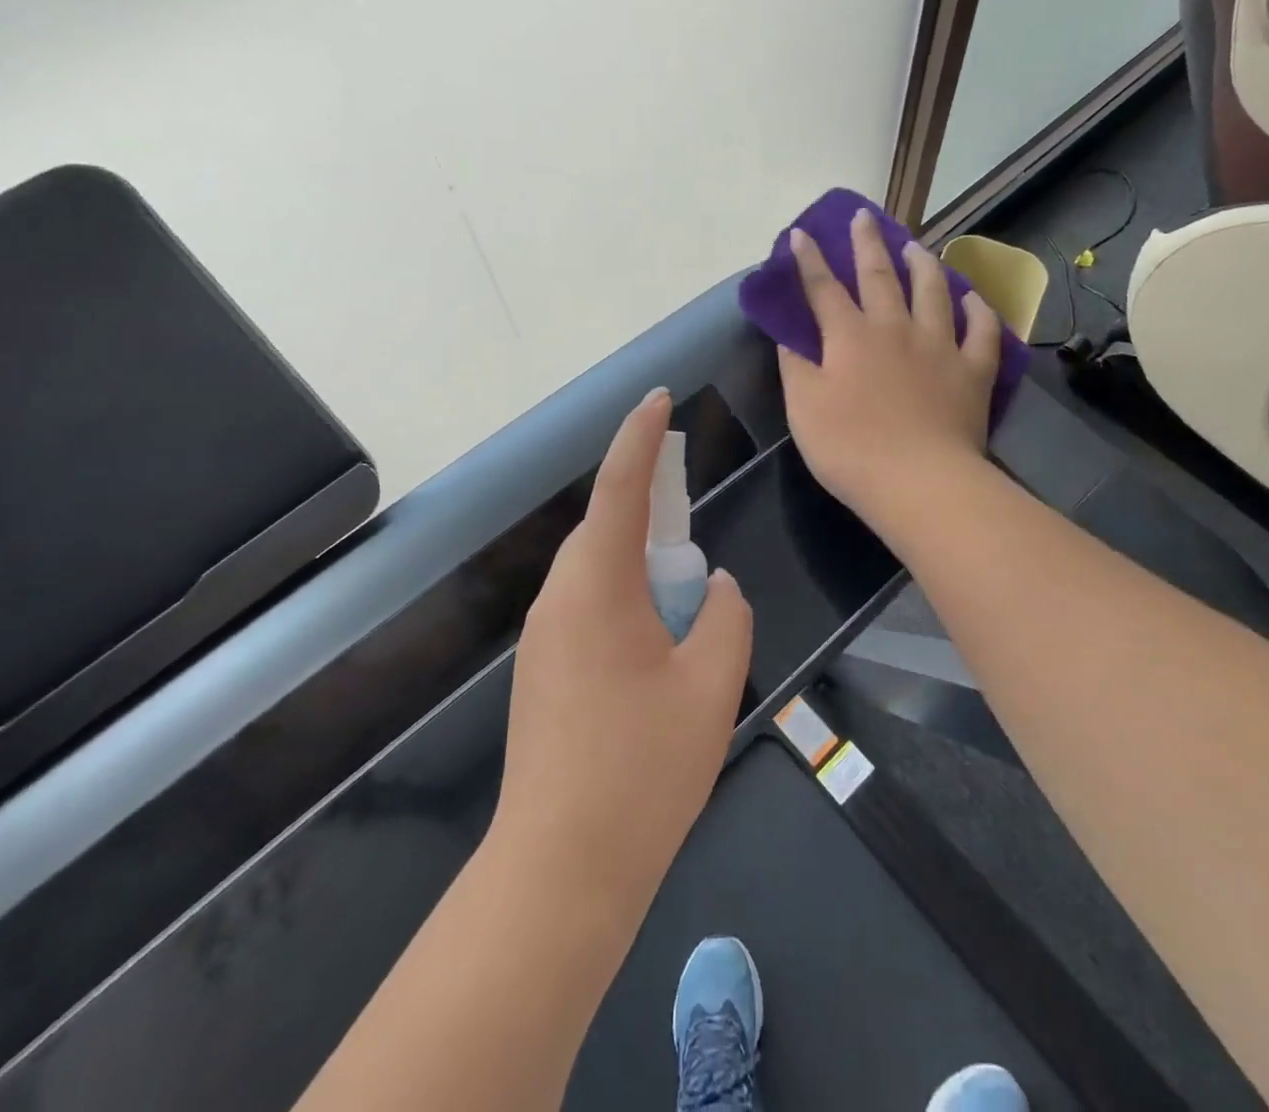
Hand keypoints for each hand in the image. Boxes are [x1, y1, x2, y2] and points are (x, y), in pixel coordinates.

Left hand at [497, 388, 752, 913]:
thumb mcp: (710, 685)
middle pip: (606, 527)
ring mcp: (544, 637)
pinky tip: (656, 641)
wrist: (560, 868)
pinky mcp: (542, 671)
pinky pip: (588, 607)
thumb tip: (715, 588)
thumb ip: (725, 618)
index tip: (659, 399)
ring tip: (683, 590)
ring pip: (596, 570)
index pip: (620, 487)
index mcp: (597, 585)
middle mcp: (559, 598)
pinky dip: (625, 598)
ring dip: (639, 560)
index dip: (640, 436)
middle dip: (648, 506)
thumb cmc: (643, 769)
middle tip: (689, 509)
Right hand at [779, 209, 1001, 527]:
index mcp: (850, 337)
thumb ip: (795, 367)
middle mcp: (895, 328)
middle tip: (863, 217)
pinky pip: (981, 331)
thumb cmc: (850, 449)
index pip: (823, 288)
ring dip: (923, 264)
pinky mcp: (972, 370)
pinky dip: (978, 310)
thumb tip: (789, 335)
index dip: (809, 260)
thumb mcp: (804, 409)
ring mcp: (939, 346)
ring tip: (917, 246)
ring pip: (933, 291)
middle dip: (867, 243)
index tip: (800, 233)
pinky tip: (973, 299)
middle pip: (880, 275)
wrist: (919, 482)